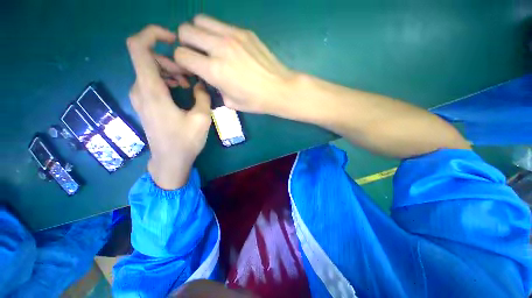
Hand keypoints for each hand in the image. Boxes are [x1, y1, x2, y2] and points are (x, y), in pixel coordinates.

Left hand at [127, 25, 211, 189]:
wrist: (170, 161)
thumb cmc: (185, 141)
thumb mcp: (201, 119)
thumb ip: (203, 96)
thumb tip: (202, 83)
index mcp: (151, 90)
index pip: (138, 47)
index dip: (152, 34)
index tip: (173, 39)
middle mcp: (140, 89)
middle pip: (148, 57)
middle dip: (171, 59)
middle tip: (190, 73)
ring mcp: (140, 97)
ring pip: (151, 69)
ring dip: (170, 70)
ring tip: (189, 83)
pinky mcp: (145, 103)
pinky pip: (152, 81)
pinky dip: (166, 79)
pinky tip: (181, 90)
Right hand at [174, 14, 295, 113]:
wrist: (279, 89)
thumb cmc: (256, 101)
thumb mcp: (231, 102)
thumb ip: (215, 87)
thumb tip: (209, 77)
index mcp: (213, 70)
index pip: (180, 54)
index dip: (182, 61)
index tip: (190, 67)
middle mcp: (219, 48)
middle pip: (185, 30)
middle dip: (186, 42)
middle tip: (197, 53)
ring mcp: (232, 36)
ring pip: (200, 20)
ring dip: (199, 32)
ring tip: (210, 46)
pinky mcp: (245, 32)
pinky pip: (220, 24)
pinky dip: (217, 32)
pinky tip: (228, 45)